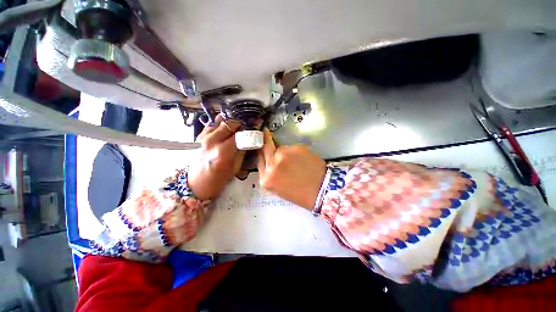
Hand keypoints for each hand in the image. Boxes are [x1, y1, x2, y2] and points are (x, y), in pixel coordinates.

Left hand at [188, 115, 244, 199]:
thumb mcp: (235, 168)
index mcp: (223, 152)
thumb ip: (242, 151)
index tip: (255, 130)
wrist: (196, 184)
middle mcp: (212, 141)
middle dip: (241, 125)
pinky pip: (212, 125)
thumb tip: (250, 140)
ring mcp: (204, 138)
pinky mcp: (199, 137)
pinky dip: (220, 126)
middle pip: (230, 124)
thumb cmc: (217, 180)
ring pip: (220, 121)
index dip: (249, 131)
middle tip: (247, 129)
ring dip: (230, 125)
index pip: (240, 134)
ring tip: (236, 130)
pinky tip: (224, 132)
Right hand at [257, 130, 326, 209]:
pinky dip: (294, 152)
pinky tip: (302, 159)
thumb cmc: (301, 194)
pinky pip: (291, 148)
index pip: (259, 160)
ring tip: (295, 160)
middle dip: (265, 140)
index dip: (262, 153)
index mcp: (266, 179)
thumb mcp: (279, 188)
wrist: (323, 190)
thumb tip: (271, 159)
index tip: (262, 146)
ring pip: (280, 148)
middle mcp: (272, 165)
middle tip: (265, 133)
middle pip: (265, 148)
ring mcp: (284, 155)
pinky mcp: (296, 148)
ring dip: (284, 151)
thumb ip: (271, 173)